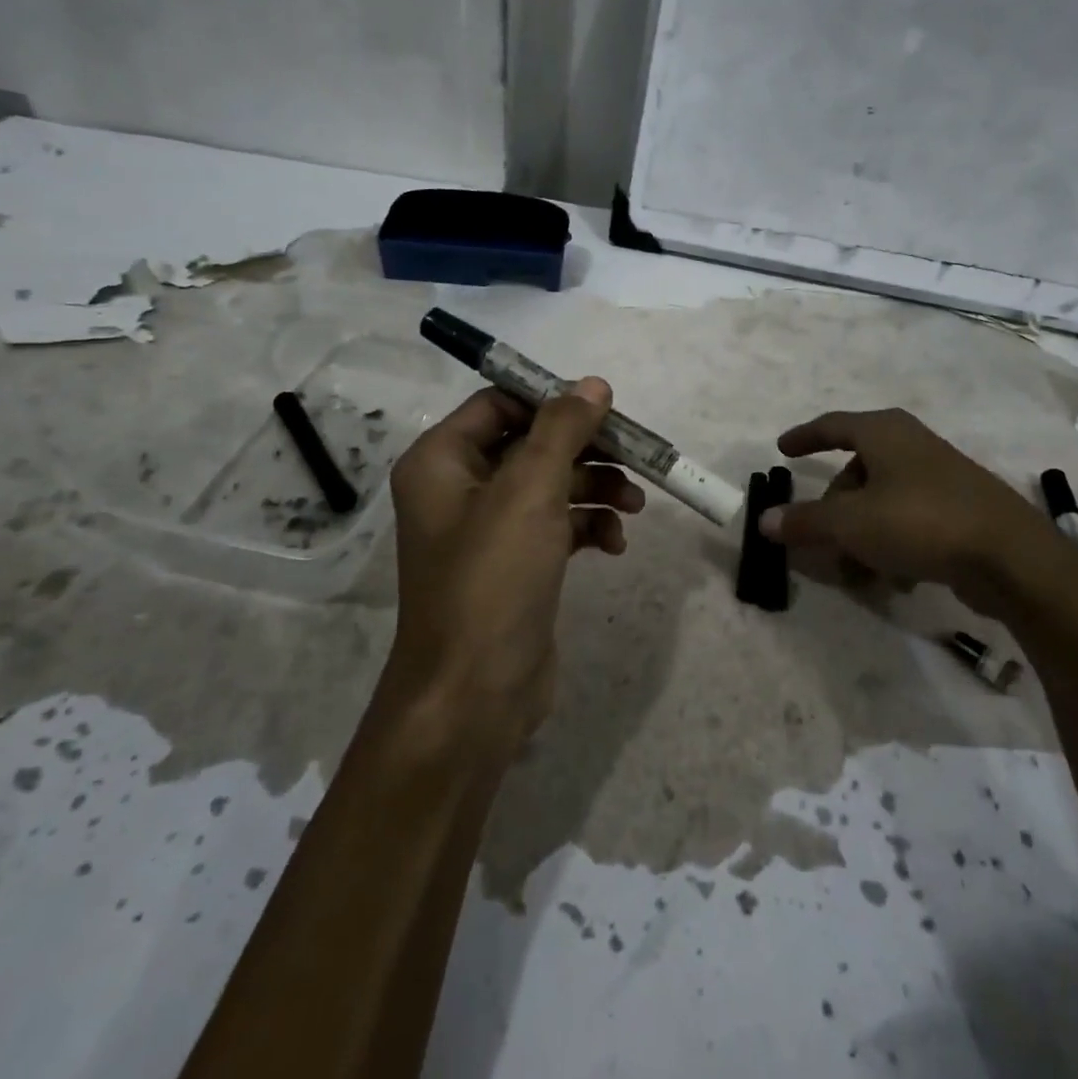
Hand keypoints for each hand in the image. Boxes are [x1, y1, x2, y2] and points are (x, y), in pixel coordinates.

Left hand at [383, 378, 644, 754]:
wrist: (474, 694)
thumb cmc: (493, 579)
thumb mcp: (530, 491)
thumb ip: (562, 429)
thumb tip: (593, 384)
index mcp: (442, 461)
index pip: (500, 404)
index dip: (551, 402)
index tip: (604, 410)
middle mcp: (458, 488)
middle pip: (532, 444)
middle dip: (586, 449)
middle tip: (635, 455)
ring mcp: (488, 530)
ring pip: (551, 485)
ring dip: (595, 487)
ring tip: (635, 503)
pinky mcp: (515, 564)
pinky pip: (556, 525)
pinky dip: (588, 525)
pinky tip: (615, 543)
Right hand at [761, 408, 1077, 615]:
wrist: (1010, 556)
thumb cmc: (919, 521)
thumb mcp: (851, 523)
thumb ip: (805, 521)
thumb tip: (765, 520)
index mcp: (884, 432)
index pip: (833, 425)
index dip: (804, 437)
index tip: (782, 450)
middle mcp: (911, 446)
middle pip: (855, 474)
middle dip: (833, 512)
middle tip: (819, 544)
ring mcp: (939, 477)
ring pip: (880, 503)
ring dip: (860, 537)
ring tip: (856, 574)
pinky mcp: (959, 510)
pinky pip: (908, 522)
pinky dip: (891, 545)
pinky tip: (895, 579)